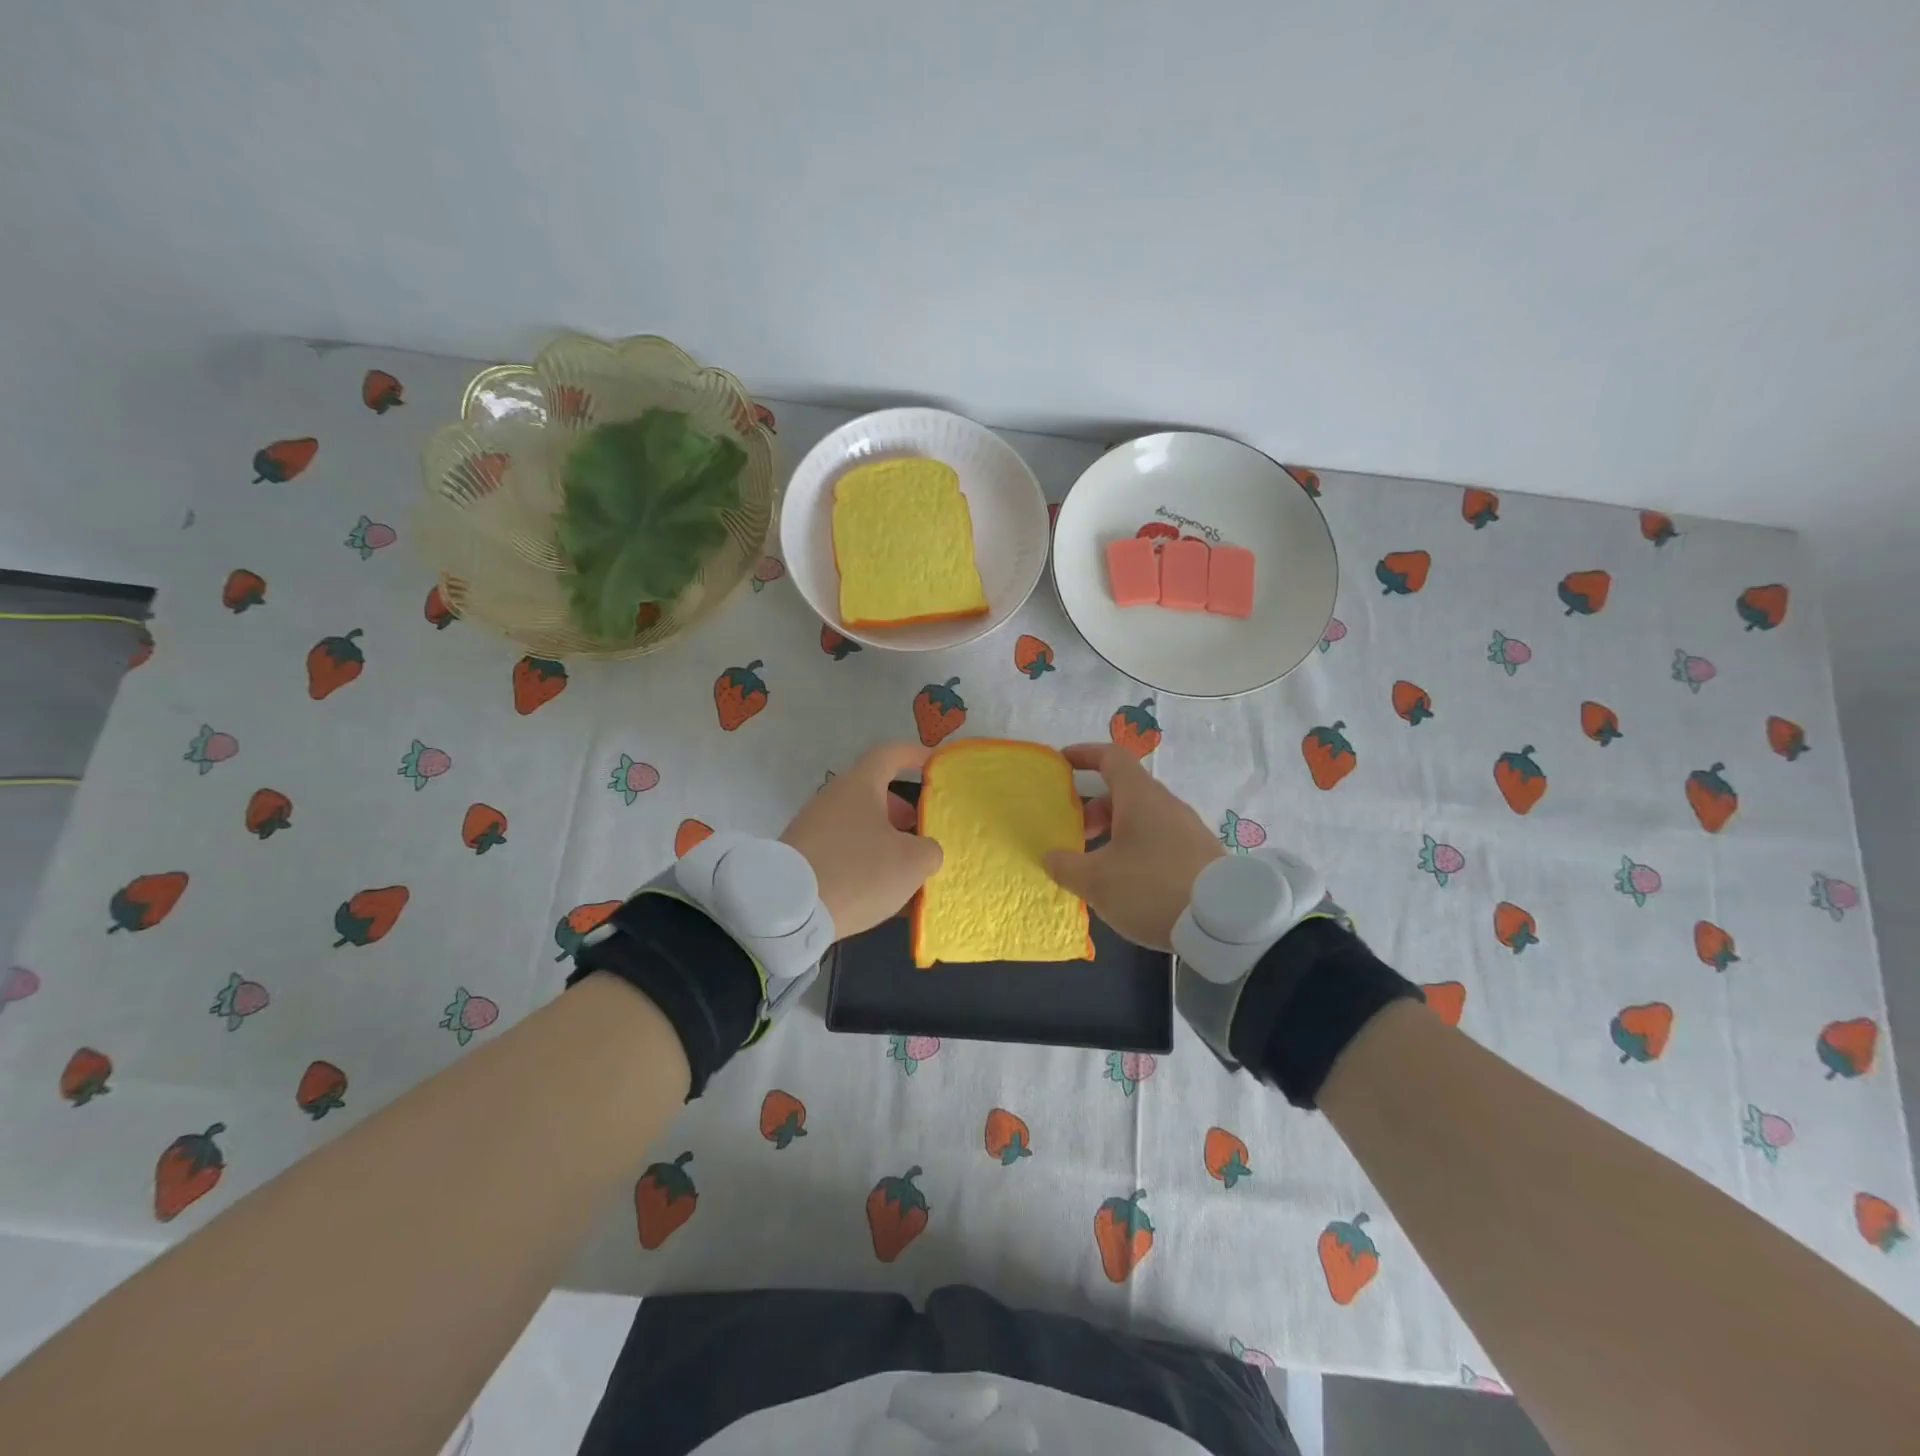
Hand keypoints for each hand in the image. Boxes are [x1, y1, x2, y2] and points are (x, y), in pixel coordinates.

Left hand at [782, 742, 944, 939]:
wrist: (788, 910)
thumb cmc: (858, 871)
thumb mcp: (912, 862)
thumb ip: (929, 850)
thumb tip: (924, 850)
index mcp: (860, 786)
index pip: (889, 754)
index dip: (913, 755)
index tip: (932, 764)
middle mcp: (832, 798)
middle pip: (872, 793)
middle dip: (900, 810)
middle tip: (920, 830)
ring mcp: (811, 827)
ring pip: (856, 824)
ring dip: (882, 839)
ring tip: (902, 869)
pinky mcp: (799, 856)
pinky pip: (840, 850)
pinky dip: (861, 861)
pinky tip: (874, 891)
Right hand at [1043, 742, 1225, 950]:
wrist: (1224, 922)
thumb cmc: (1151, 887)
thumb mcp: (1096, 881)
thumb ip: (1066, 865)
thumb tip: (1051, 855)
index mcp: (1140, 797)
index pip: (1111, 757)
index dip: (1084, 754)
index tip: (1062, 762)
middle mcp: (1165, 805)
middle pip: (1124, 792)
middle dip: (1093, 809)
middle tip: (1074, 836)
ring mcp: (1187, 830)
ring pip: (1141, 818)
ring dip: (1114, 832)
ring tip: (1096, 866)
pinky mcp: (1199, 855)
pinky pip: (1158, 840)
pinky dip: (1135, 849)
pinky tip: (1127, 883)